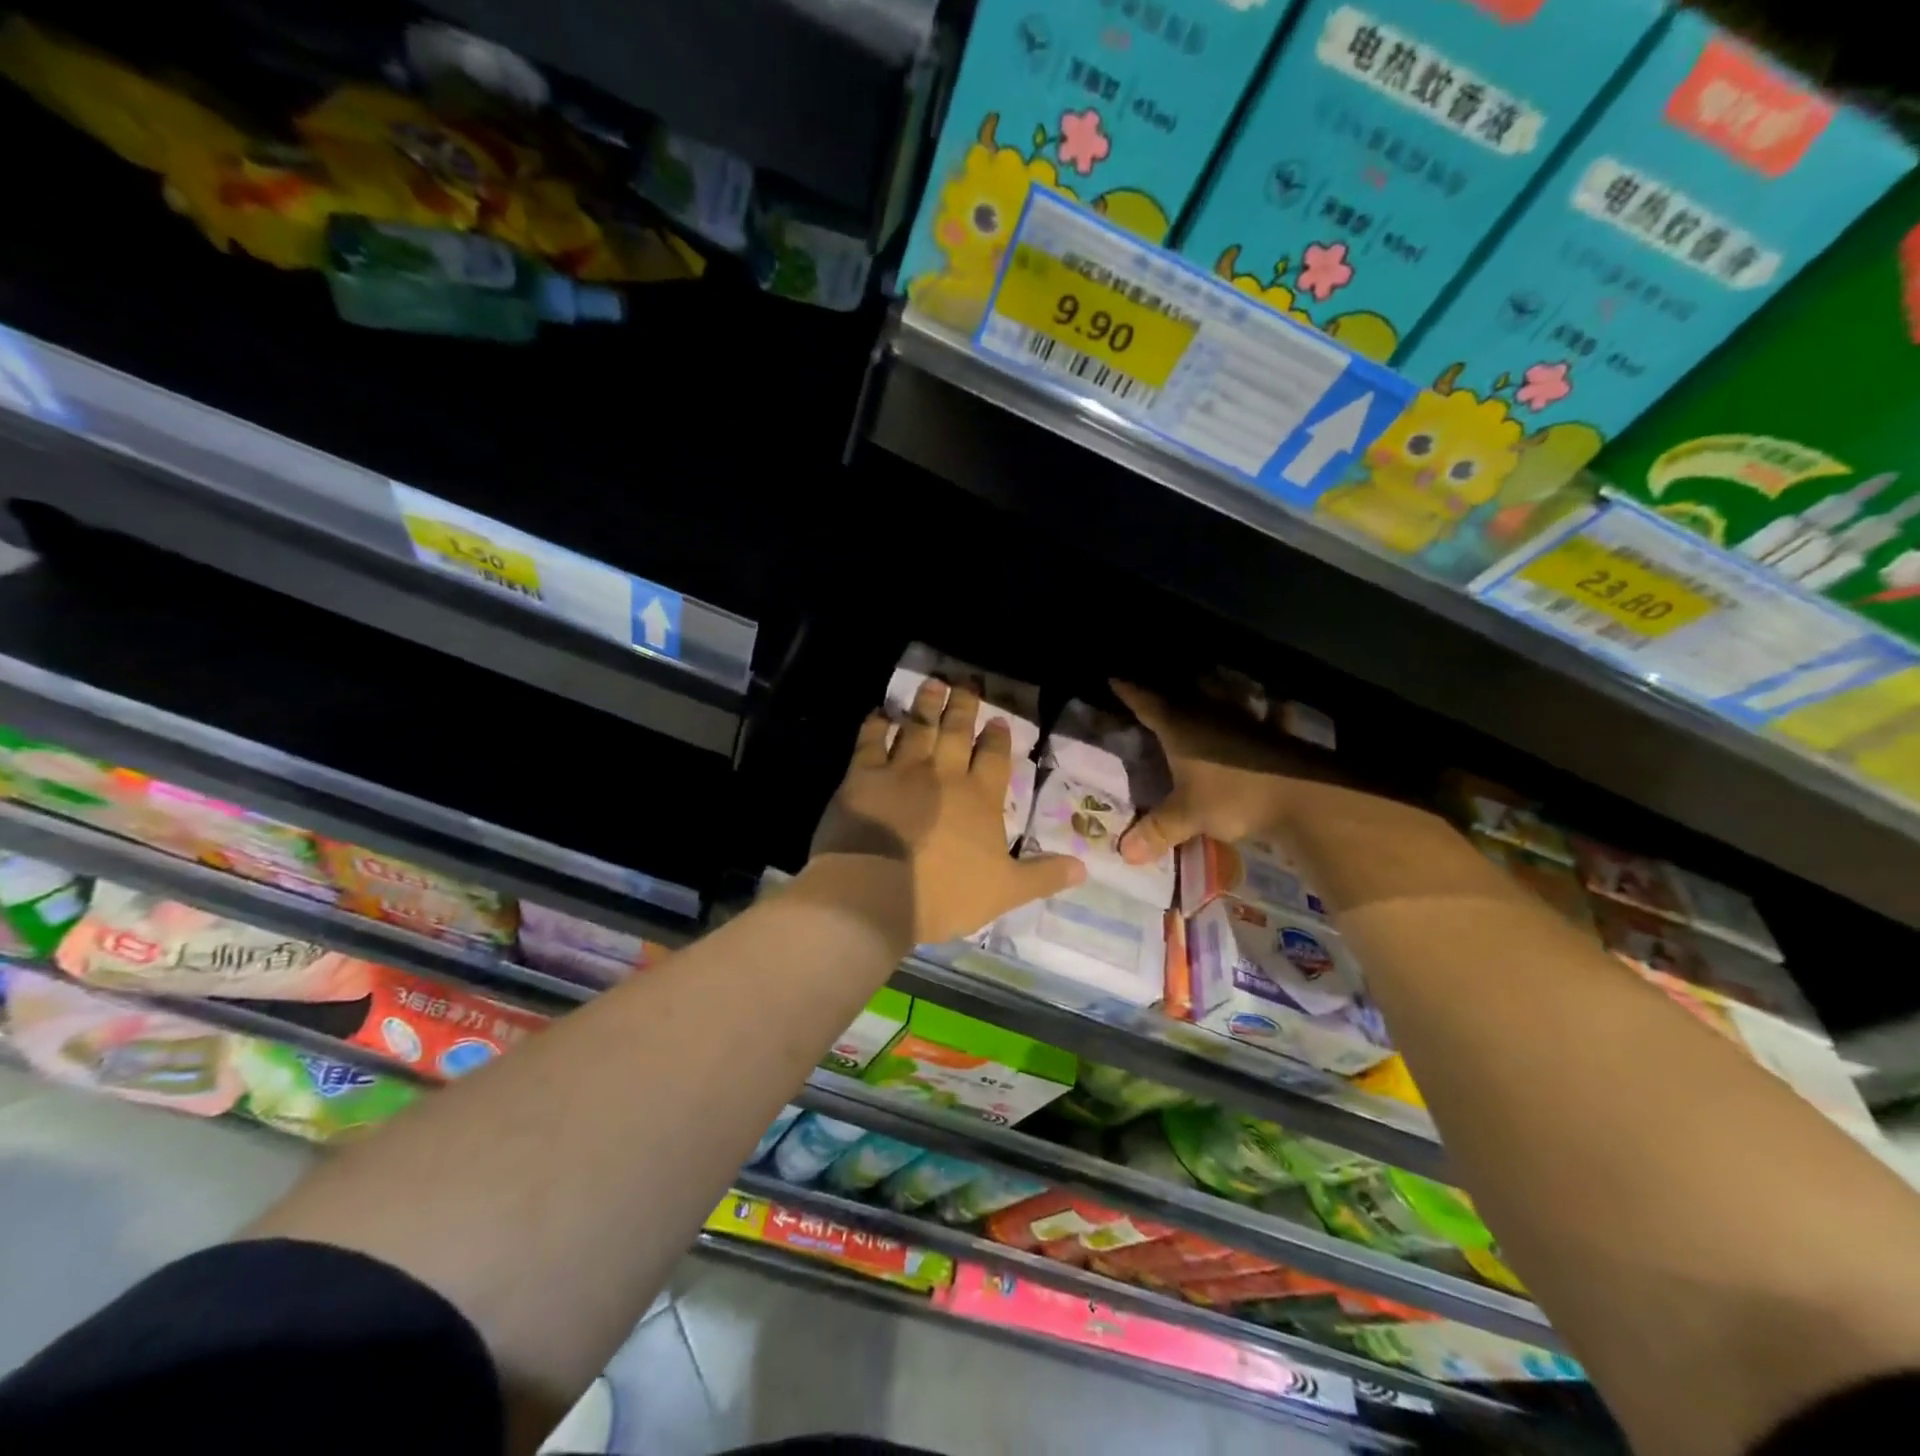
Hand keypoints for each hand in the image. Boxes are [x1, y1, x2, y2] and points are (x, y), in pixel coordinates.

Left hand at [811, 678, 1084, 945]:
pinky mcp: (863, 775)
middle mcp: (944, 774)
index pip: (995, 758)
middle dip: (964, 706)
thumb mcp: (1004, 892)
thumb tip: (1083, 868)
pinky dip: (875, 725)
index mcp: (980, 798)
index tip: (999, 720)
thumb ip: (1042, 876)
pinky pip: (870, 741)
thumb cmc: (944, 894)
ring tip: (933, 682)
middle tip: (966, 682)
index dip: (998, 739)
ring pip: (919, 727)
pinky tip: (880, 713)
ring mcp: (902, 770)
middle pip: (958, 731)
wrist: (878, 890)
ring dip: (926, 704)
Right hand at [1113, 681, 1341, 864]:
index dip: (1129, 691)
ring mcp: (1248, 720)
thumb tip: (1123, 854)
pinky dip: (1268, 712)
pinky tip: (1272, 710)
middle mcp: (1211, 714)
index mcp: (1181, 727)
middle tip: (1168, 685)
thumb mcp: (1187, 816)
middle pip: (1191, 689)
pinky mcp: (1277, 733)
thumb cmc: (1232, 798)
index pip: (1147, 703)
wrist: (1301, 795)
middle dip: (1177, 684)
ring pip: (1229, 693)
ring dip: (1221, 688)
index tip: (1115, 678)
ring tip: (1213, 683)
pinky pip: (1271, 715)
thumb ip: (1156, 831)